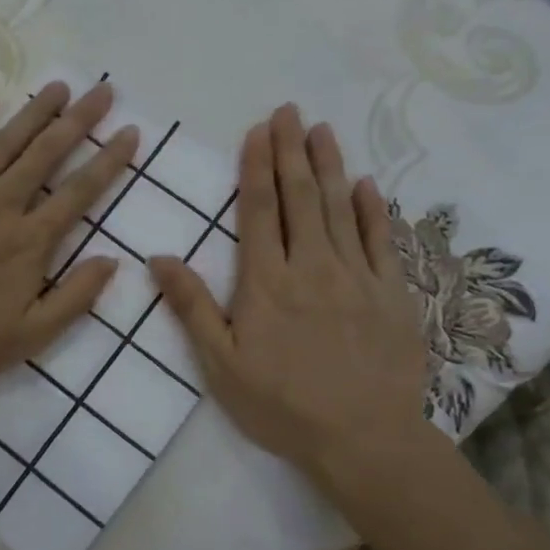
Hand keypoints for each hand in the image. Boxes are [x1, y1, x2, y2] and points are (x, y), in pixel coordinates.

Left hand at [0, 80, 137, 390]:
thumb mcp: (29, 337)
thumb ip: (74, 298)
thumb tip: (112, 260)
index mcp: (28, 242)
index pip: (79, 192)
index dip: (109, 160)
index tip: (130, 132)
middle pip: (46, 154)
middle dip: (78, 120)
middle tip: (102, 90)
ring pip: (2, 144)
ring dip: (33, 114)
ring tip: (58, 87)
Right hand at [150, 104, 440, 497]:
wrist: (363, 438)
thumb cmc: (282, 404)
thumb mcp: (221, 364)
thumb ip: (192, 306)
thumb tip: (158, 258)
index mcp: (266, 281)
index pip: (258, 210)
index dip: (256, 167)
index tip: (258, 130)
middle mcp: (312, 265)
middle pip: (301, 197)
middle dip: (291, 150)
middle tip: (289, 111)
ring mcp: (357, 276)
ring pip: (341, 208)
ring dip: (330, 166)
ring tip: (322, 130)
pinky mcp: (392, 293)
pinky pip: (382, 240)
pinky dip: (373, 209)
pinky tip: (367, 184)